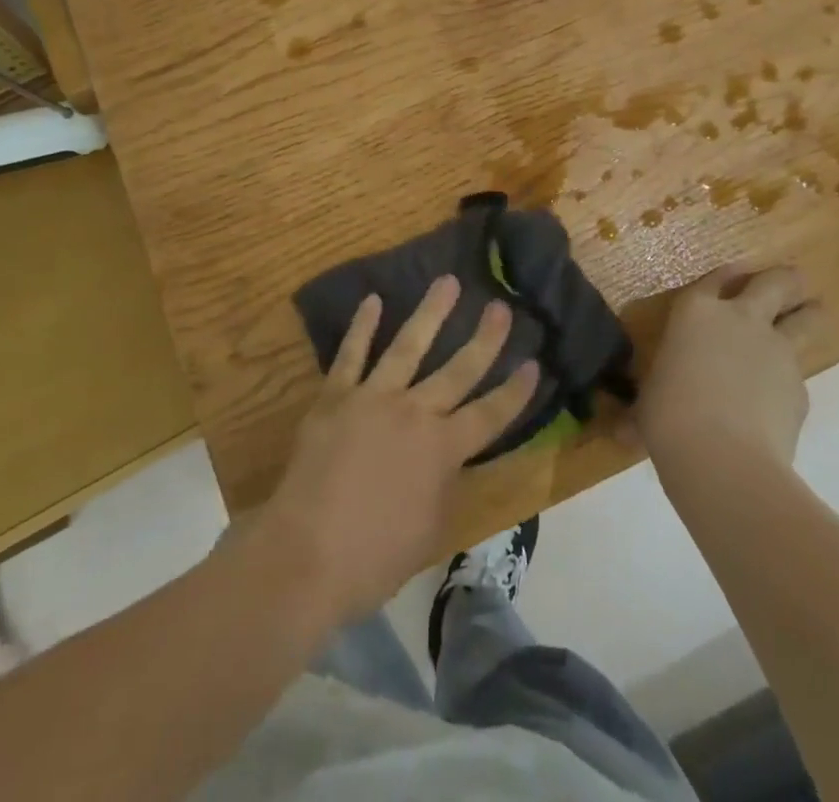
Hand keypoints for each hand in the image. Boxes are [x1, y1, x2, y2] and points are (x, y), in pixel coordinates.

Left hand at [256, 275, 540, 626]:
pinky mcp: (335, 397)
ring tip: (447, 281)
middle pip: (458, 370)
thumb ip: (445, 485)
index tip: (534, 363)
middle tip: (500, 306)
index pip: (490, 415)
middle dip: (484, 337)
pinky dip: (363, 327)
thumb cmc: (374, 557)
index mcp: (443, 450)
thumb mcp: (430, 530)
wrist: (304, 556)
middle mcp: (415, 413)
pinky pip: (351, 355)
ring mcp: (373, 399)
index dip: (515, 392)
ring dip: (430, 312)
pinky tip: (373, 300)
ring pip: (409, 346)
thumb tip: (450, 460)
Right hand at [630, 264, 816, 472]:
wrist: (722, 457)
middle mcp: (741, 320)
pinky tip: (778, 404)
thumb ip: (656, 396)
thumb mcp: (651, 399)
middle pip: (776, 283)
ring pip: (807, 318)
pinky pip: (799, 376)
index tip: (739, 270)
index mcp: (696, 313)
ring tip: (812, 314)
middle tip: (792, 283)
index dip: (727, 274)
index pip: (715, 279)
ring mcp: (777, 351)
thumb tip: (629, 427)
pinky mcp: (800, 388)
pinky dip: (790, 383)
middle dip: (786, 280)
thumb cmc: (668, 416)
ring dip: (809, 314)